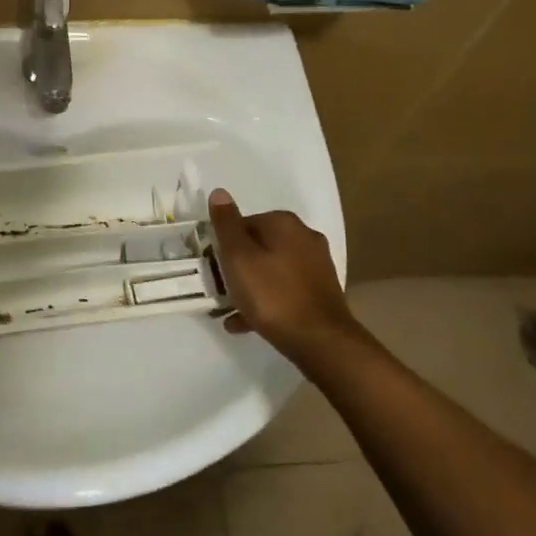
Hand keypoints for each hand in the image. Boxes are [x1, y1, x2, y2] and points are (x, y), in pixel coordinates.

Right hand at [207, 189, 355, 356]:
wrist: (322, 342)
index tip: (214, 267)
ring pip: (271, 269)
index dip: (224, 245)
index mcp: (284, 223)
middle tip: (220, 288)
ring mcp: (316, 265)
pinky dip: (267, 301)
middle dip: (237, 266)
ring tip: (230, 310)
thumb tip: (219, 192)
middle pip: (258, 246)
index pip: (243, 224)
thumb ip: (226, 225)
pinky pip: (285, 290)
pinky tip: (247, 322)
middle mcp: (304, 237)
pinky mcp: (321, 291)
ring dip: (250, 286)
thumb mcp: (239, 258)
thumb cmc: (273, 296)